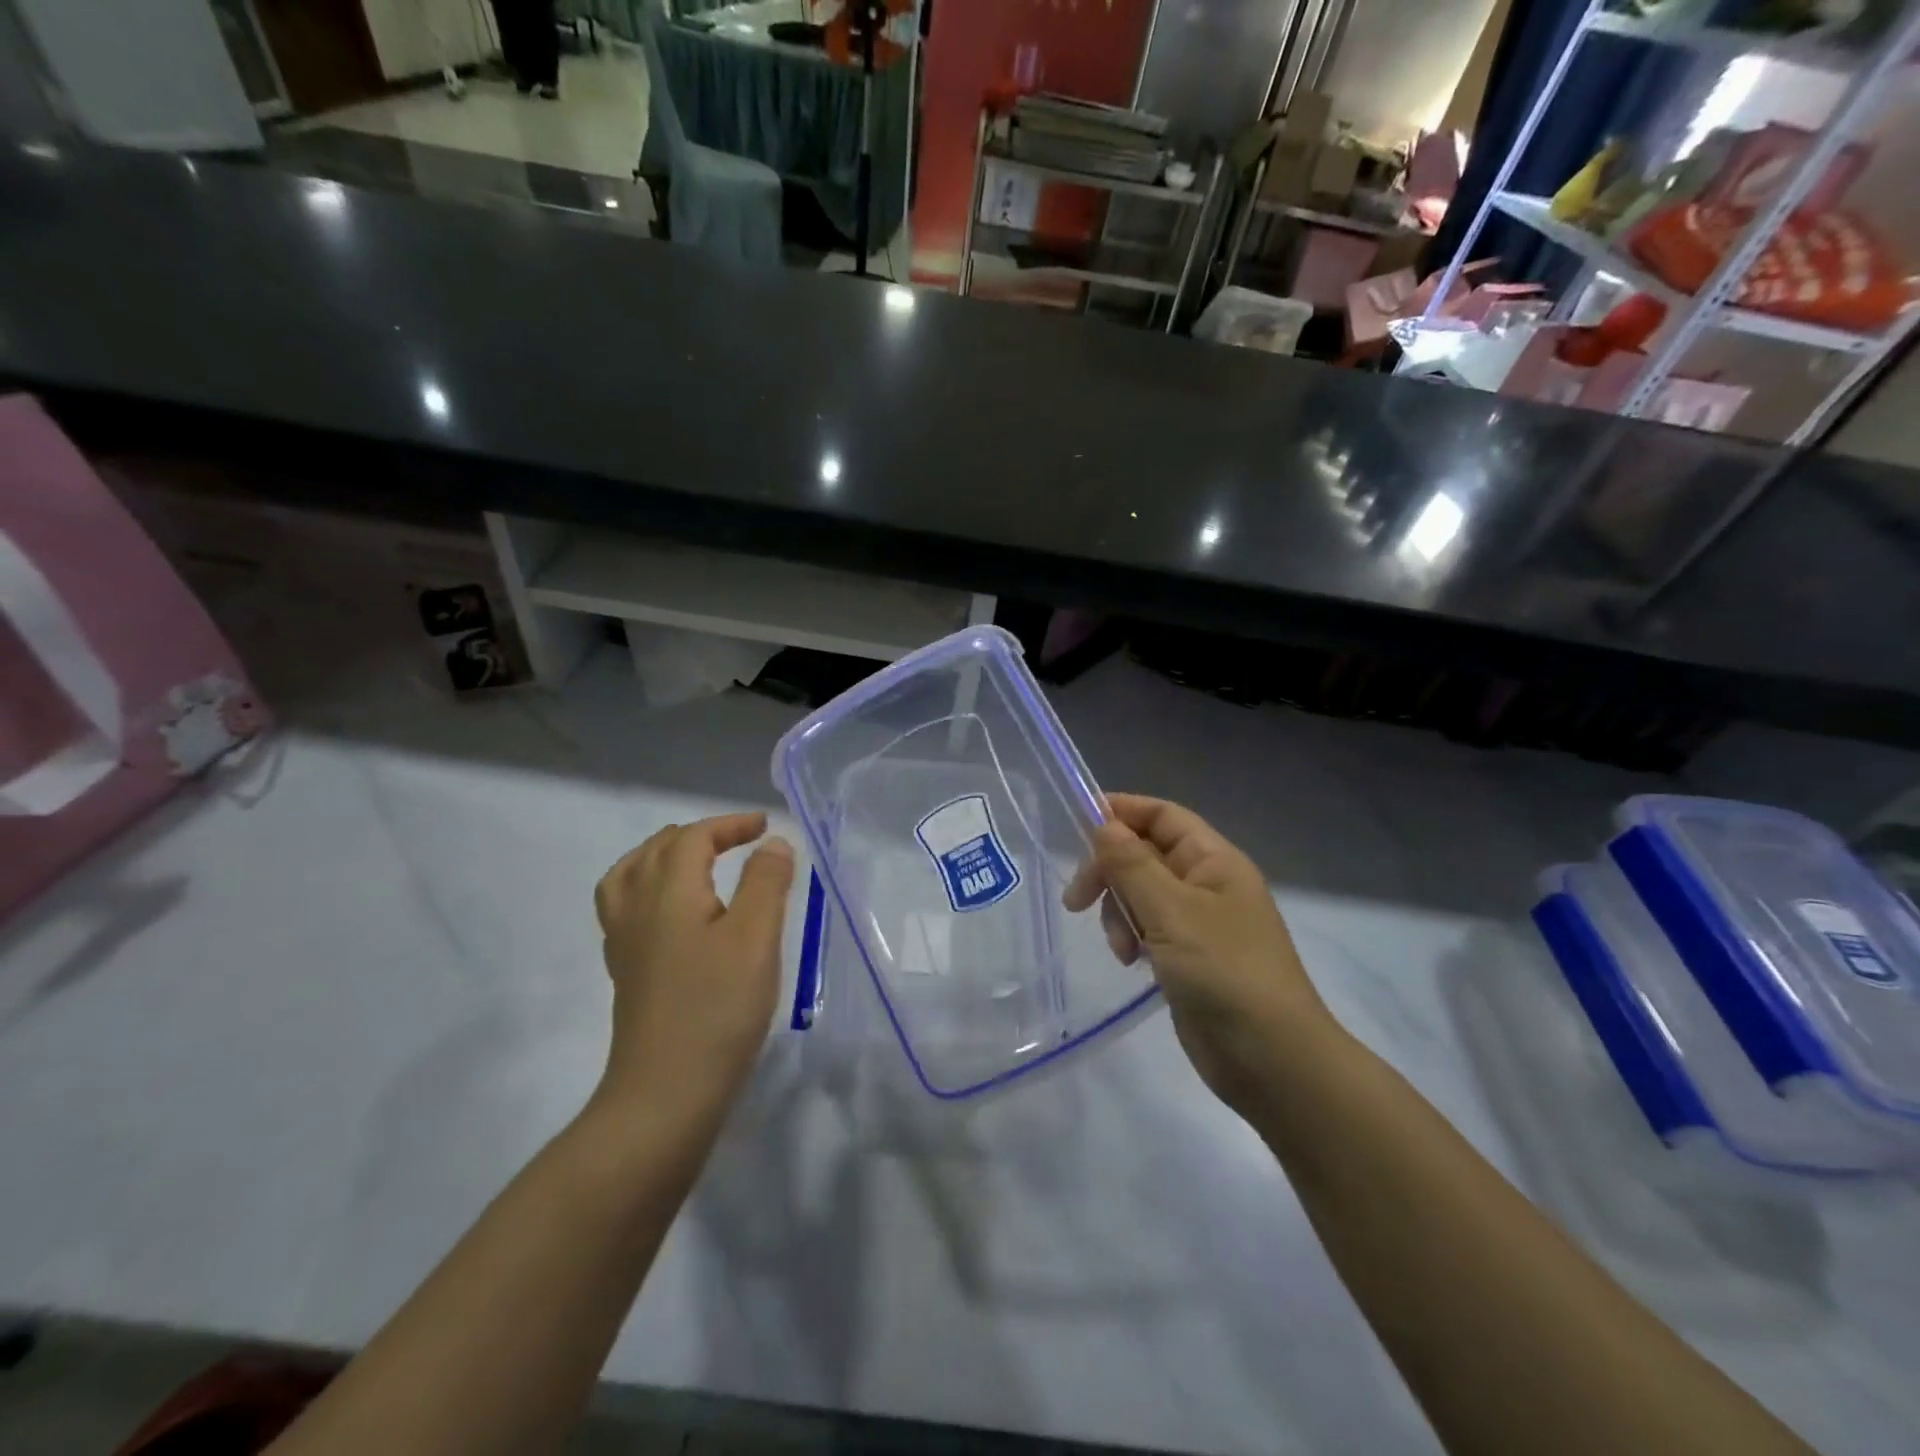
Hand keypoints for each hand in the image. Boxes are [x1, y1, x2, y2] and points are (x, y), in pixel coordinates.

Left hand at [592, 812, 794, 1119]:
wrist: (665, 1093)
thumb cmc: (717, 1009)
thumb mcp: (755, 938)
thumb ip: (765, 882)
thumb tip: (772, 843)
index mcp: (668, 891)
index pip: (693, 837)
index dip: (729, 824)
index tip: (766, 827)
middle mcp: (637, 907)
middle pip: (657, 850)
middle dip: (700, 835)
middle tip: (739, 841)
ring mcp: (625, 942)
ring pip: (630, 875)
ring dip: (664, 856)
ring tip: (695, 862)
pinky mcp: (626, 971)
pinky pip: (626, 906)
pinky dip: (648, 888)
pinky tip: (675, 913)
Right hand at [1064, 794, 1336, 1114]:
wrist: (1273, 1061)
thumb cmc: (1225, 973)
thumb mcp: (1172, 912)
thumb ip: (1132, 865)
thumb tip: (1102, 823)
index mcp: (1214, 860)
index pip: (1162, 815)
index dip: (1121, 812)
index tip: (1076, 826)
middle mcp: (1207, 883)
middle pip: (1144, 854)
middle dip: (1110, 872)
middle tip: (1077, 901)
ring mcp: (1198, 922)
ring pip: (1140, 893)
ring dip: (1119, 912)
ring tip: (1123, 949)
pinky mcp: (1187, 956)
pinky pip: (1147, 927)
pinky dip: (1131, 937)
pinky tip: (1131, 962)